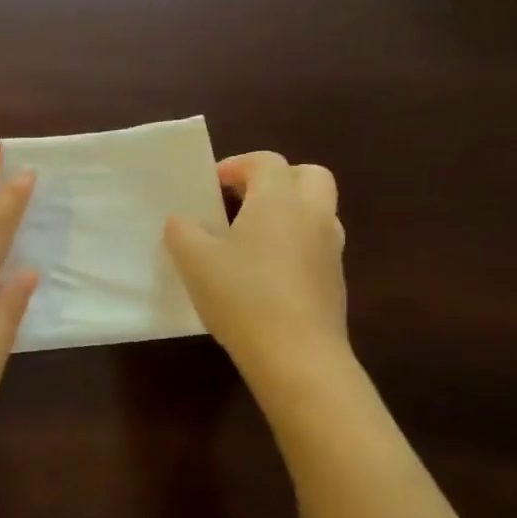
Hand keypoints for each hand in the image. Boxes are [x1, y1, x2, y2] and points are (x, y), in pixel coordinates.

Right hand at [164, 151, 347, 372]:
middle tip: (242, 201)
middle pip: (307, 175)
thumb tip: (182, 221)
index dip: (235, 166)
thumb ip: (182, 230)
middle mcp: (313, 214)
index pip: (265, 161)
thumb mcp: (193, 259)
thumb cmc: (242, 295)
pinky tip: (264, 273)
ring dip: (287, 212)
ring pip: (316, 210)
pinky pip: (316, 245)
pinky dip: (294, 244)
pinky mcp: (334, 280)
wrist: (296, 356)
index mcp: (279, 199)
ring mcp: (330, 248)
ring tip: (250, 238)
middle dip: (275, 180)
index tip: (210, 187)